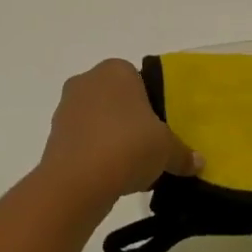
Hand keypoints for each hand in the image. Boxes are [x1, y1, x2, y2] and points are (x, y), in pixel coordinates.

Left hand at [39, 59, 199, 205]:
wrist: (77, 181)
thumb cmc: (128, 146)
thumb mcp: (167, 150)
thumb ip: (183, 153)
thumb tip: (198, 162)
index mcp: (116, 70)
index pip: (139, 80)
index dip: (152, 105)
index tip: (161, 130)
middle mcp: (87, 81)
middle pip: (117, 100)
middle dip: (131, 121)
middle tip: (149, 148)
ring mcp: (66, 107)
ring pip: (98, 120)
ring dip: (112, 139)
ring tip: (131, 168)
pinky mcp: (54, 135)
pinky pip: (83, 141)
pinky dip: (96, 154)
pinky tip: (111, 177)